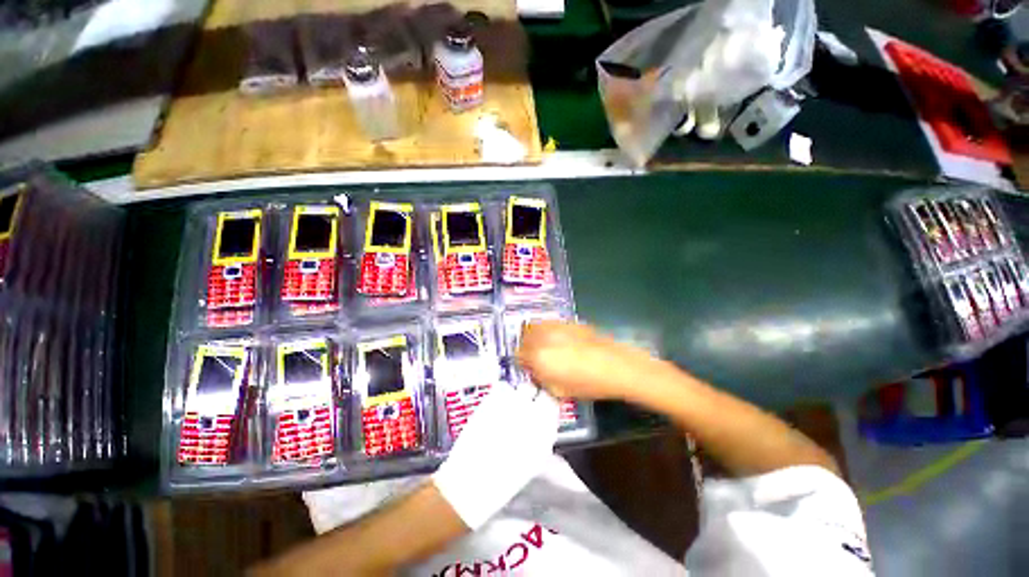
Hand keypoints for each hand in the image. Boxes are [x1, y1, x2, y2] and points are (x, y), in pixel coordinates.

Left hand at [432, 384, 558, 529]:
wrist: (473, 481)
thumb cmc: (506, 477)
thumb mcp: (536, 458)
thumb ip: (544, 433)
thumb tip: (547, 417)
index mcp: (543, 427)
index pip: (552, 399)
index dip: (546, 401)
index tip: (543, 405)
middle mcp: (528, 410)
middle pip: (534, 389)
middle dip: (531, 395)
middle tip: (525, 405)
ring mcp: (508, 402)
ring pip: (518, 387)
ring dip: (516, 395)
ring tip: (509, 409)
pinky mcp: (491, 399)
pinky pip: (502, 389)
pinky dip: (502, 395)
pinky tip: (497, 409)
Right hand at [516, 321, 663, 400]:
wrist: (616, 366)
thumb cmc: (588, 384)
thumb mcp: (559, 390)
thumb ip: (542, 379)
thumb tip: (536, 371)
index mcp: (538, 357)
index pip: (519, 355)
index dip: (523, 363)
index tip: (529, 368)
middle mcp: (543, 337)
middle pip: (524, 337)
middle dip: (526, 347)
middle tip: (534, 357)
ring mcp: (556, 326)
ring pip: (535, 326)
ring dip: (534, 336)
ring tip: (544, 346)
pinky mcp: (568, 321)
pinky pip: (549, 323)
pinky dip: (547, 330)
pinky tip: (558, 339)